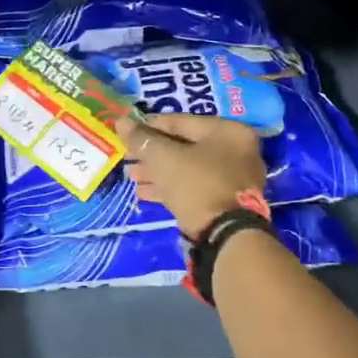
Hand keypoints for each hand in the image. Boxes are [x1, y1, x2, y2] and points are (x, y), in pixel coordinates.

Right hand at [116, 113, 264, 238]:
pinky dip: (170, 187)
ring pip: (187, 168)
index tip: (125, 134)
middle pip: (183, 145)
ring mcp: (233, 178)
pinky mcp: (226, 201)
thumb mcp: (163, 158)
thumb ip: (142, 138)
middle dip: (151, 153)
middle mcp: (236, 150)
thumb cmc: (196, 185)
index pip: (179, 121)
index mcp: (227, 131)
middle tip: (127, 158)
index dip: (147, 126)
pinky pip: (194, 186)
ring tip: (132, 177)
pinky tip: (144, 193)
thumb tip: (121, 121)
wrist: (226, 235)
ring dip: (157, 172)